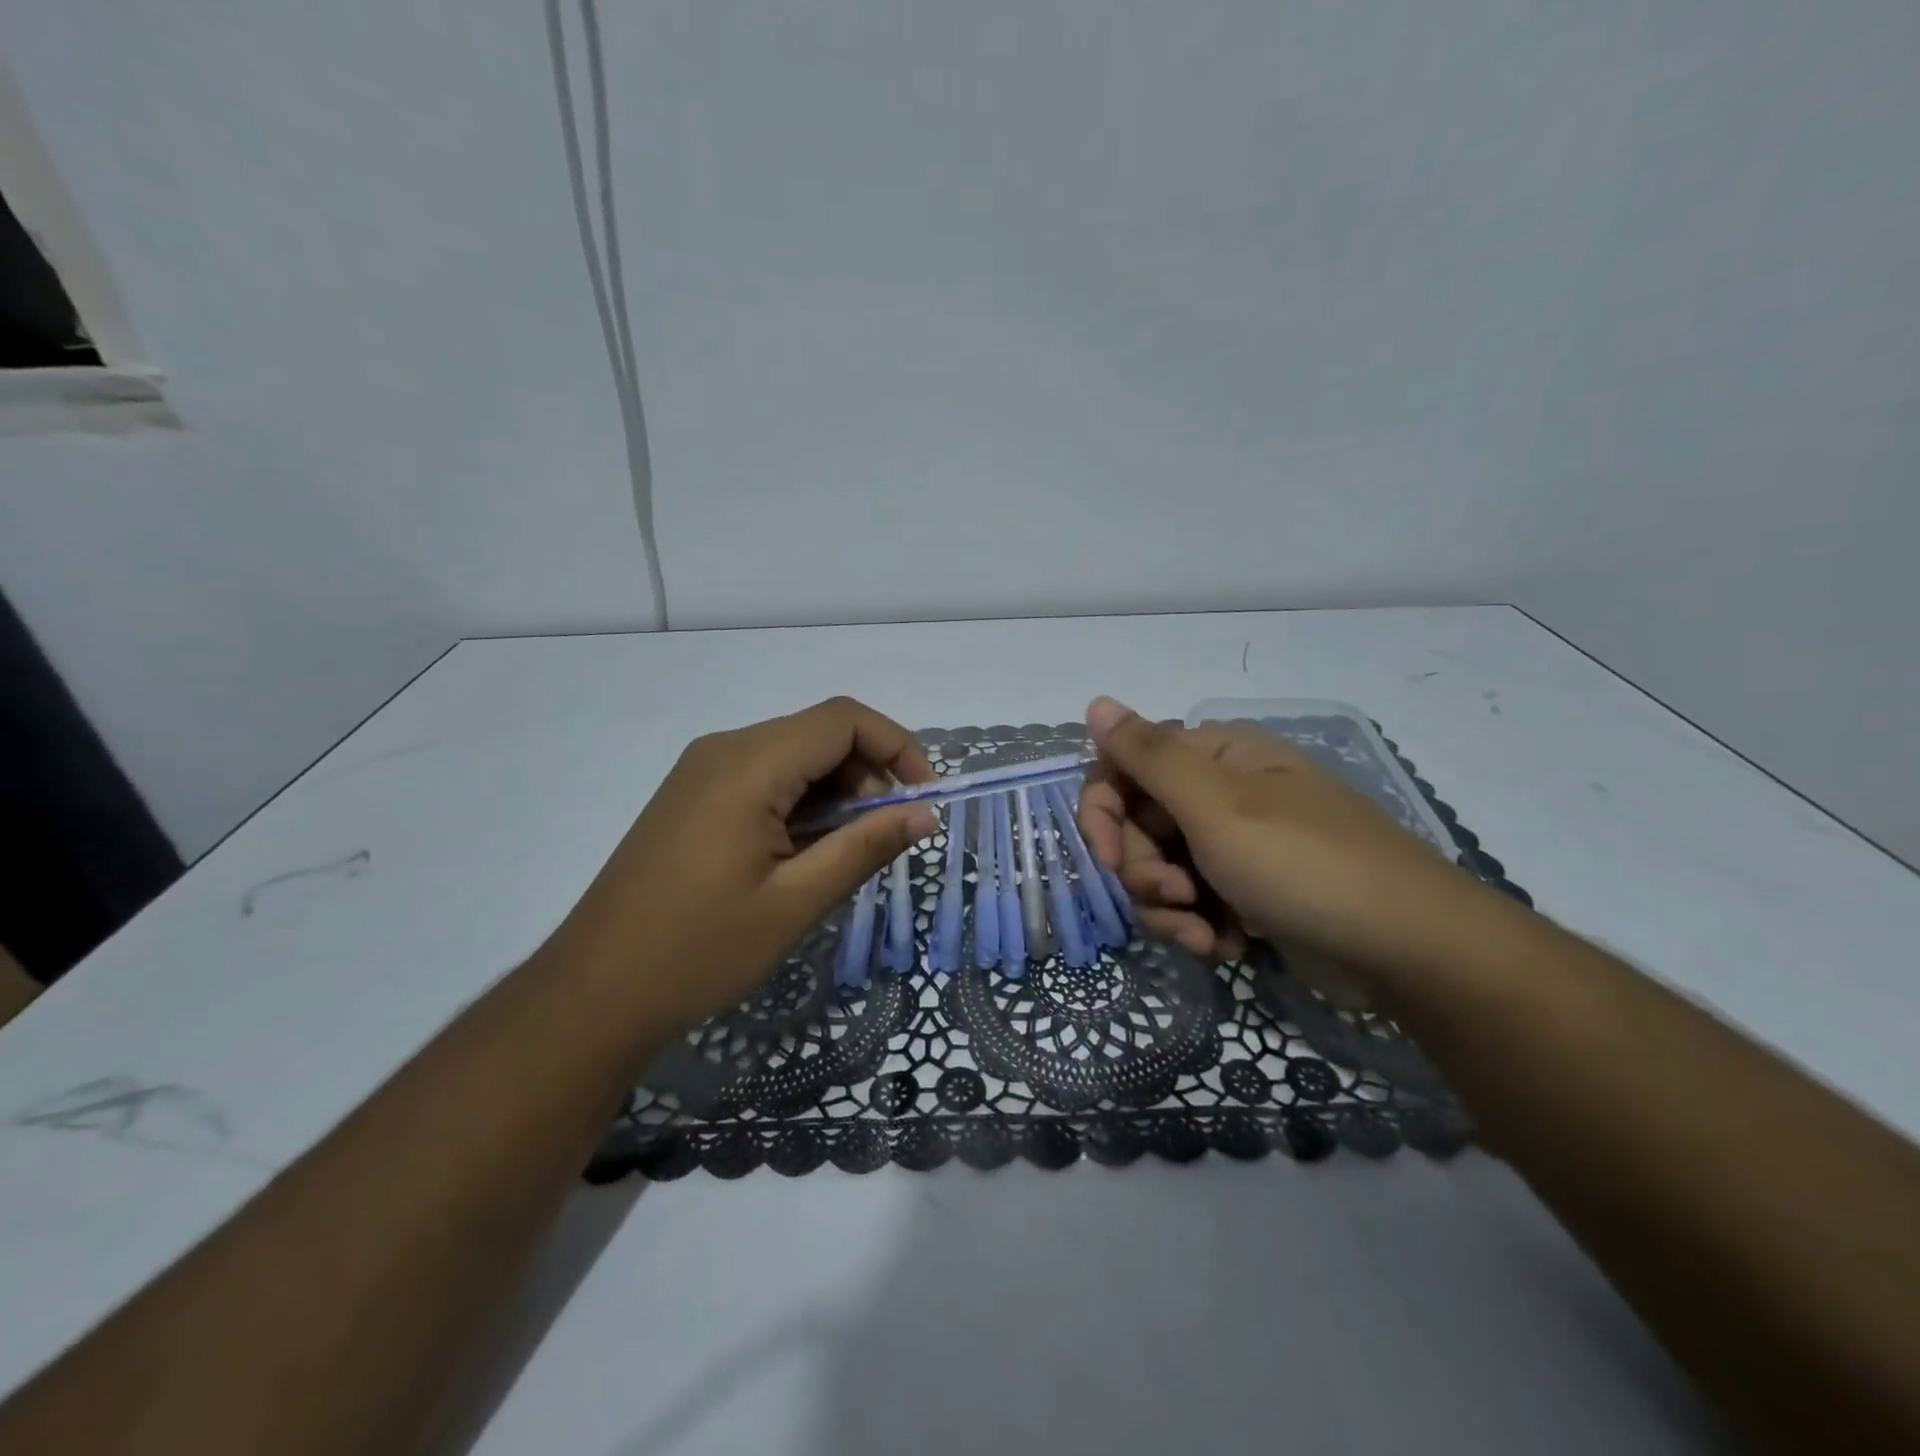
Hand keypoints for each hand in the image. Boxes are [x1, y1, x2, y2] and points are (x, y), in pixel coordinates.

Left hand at [558, 697, 939, 1035]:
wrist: (594, 992)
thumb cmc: (699, 950)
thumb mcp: (795, 902)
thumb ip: (865, 847)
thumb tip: (925, 814)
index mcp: (748, 765)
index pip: (843, 719)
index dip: (897, 746)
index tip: (923, 798)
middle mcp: (724, 750)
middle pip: (819, 732)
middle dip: (869, 771)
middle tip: (886, 834)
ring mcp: (702, 771)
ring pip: (793, 754)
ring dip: (836, 789)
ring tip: (847, 850)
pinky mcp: (693, 796)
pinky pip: (765, 775)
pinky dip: (802, 799)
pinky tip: (805, 850)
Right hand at [1078, 697, 1508, 992]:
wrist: (1406, 950)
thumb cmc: (1304, 865)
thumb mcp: (1217, 807)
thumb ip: (1149, 756)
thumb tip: (1095, 702)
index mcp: (1211, 756)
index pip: (1121, 768)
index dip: (1101, 813)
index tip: (1108, 862)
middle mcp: (1217, 792)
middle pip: (1135, 826)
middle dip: (1144, 873)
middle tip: (1179, 899)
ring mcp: (1232, 844)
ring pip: (1158, 871)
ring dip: (1169, 909)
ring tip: (1206, 936)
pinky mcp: (1245, 890)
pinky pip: (1190, 903)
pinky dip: (1198, 927)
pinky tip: (1227, 946)